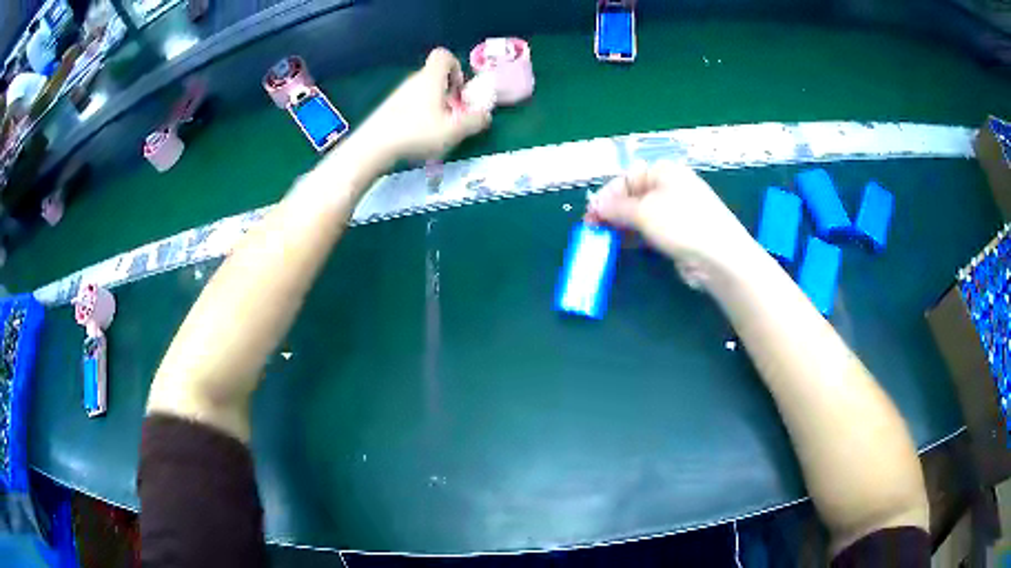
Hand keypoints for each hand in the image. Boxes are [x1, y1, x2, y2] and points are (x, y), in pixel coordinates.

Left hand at [357, 48, 490, 161]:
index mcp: (430, 78)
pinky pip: (410, 104)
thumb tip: (486, 115)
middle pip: (435, 76)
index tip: (459, 90)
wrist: (373, 146)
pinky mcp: (388, 109)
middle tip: (451, 115)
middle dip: (448, 92)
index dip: (456, 67)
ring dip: (434, 105)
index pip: (443, 55)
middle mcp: (413, 81)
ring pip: (422, 91)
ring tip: (436, 129)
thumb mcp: (453, 130)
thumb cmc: (416, 133)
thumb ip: (474, 121)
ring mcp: (398, 94)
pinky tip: (418, 136)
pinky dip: (419, 114)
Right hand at [586, 161, 755, 287]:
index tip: (591, 215)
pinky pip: (651, 230)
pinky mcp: (678, 233)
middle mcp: (670, 187)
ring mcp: (676, 211)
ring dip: (621, 225)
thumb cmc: (681, 224)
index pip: (626, 179)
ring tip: (604, 239)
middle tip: (594, 229)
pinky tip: (623, 245)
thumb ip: (616, 208)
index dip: (607, 196)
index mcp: (663, 172)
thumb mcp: (644, 212)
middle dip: (612, 211)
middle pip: (633, 196)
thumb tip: (596, 206)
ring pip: (641, 215)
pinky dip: (635, 236)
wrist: (719, 257)